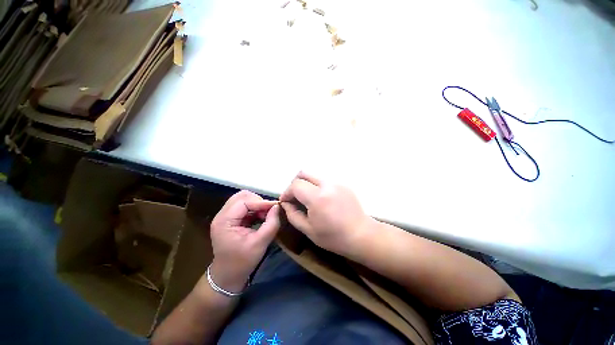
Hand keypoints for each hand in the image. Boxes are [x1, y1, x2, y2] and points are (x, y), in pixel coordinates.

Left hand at [209, 190, 279, 292]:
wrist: (227, 276)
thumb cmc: (242, 262)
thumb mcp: (260, 244)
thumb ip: (271, 224)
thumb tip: (277, 207)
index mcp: (224, 221)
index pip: (244, 201)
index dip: (261, 202)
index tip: (276, 206)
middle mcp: (222, 215)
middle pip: (241, 196)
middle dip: (258, 201)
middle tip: (269, 211)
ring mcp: (225, 217)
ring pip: (243, 199)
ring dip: (257, 204)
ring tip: (266, 214)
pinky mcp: (231, 219)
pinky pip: (244, 207)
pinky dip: (255, 209)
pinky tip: (261, 217)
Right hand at [279, 172, 372, 256]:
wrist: (361, 235)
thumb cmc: (333, 237)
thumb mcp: (308, 230)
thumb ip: (292, 214)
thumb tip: (285, 203)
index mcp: (317, 197)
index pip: (295, 185)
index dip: (287, 192)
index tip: (285, 201)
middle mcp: (327, 185)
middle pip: (303, 173)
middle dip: (295, 184)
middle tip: (295, 197)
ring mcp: (336, 182)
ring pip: (314, 175)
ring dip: (306, 184)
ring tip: (308, 199)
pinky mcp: (343, 184)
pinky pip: (324, 180)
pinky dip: (317, 186)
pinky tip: (322, 199)